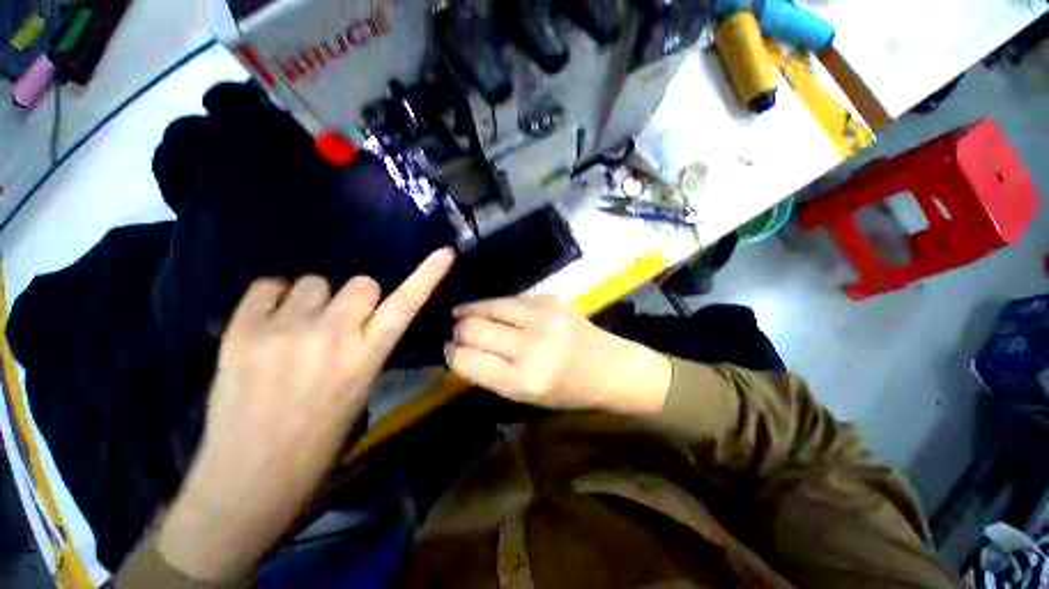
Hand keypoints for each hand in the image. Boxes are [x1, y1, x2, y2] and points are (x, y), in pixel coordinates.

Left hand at [157, 249, 453, 580]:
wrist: (249, 479)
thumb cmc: (319, 442)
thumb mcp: (361, 391)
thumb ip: (367, 347)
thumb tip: (362, 318)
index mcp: (367, 357)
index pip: (407, 304)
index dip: (428, 275)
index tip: (445, 252)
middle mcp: (332, 335)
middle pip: (362, 283)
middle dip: (356, 299)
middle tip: (339, 324)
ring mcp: (284, 330)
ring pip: (316, 282)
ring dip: (315, 301)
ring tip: (297, 332)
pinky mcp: (241, 331)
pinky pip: (270, 286)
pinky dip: (275, 299)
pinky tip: (269, 325)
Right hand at [445, 296, 671, 414]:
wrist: (612, 367)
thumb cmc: (570, 391)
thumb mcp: (526, 397)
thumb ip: (491, 375)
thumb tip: (460, 352)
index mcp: (524, 381)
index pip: (468, 361)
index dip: (452, 355)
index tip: (448, 350)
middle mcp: (532, 346)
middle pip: (474, 330)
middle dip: (457, 332)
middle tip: (454, 332)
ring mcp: (543, 318)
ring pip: (489, 307)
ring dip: (470, 311)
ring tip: (461, 314)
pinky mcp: (551, 300)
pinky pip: (510, 299)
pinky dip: (493, 304)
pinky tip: (486, 308)